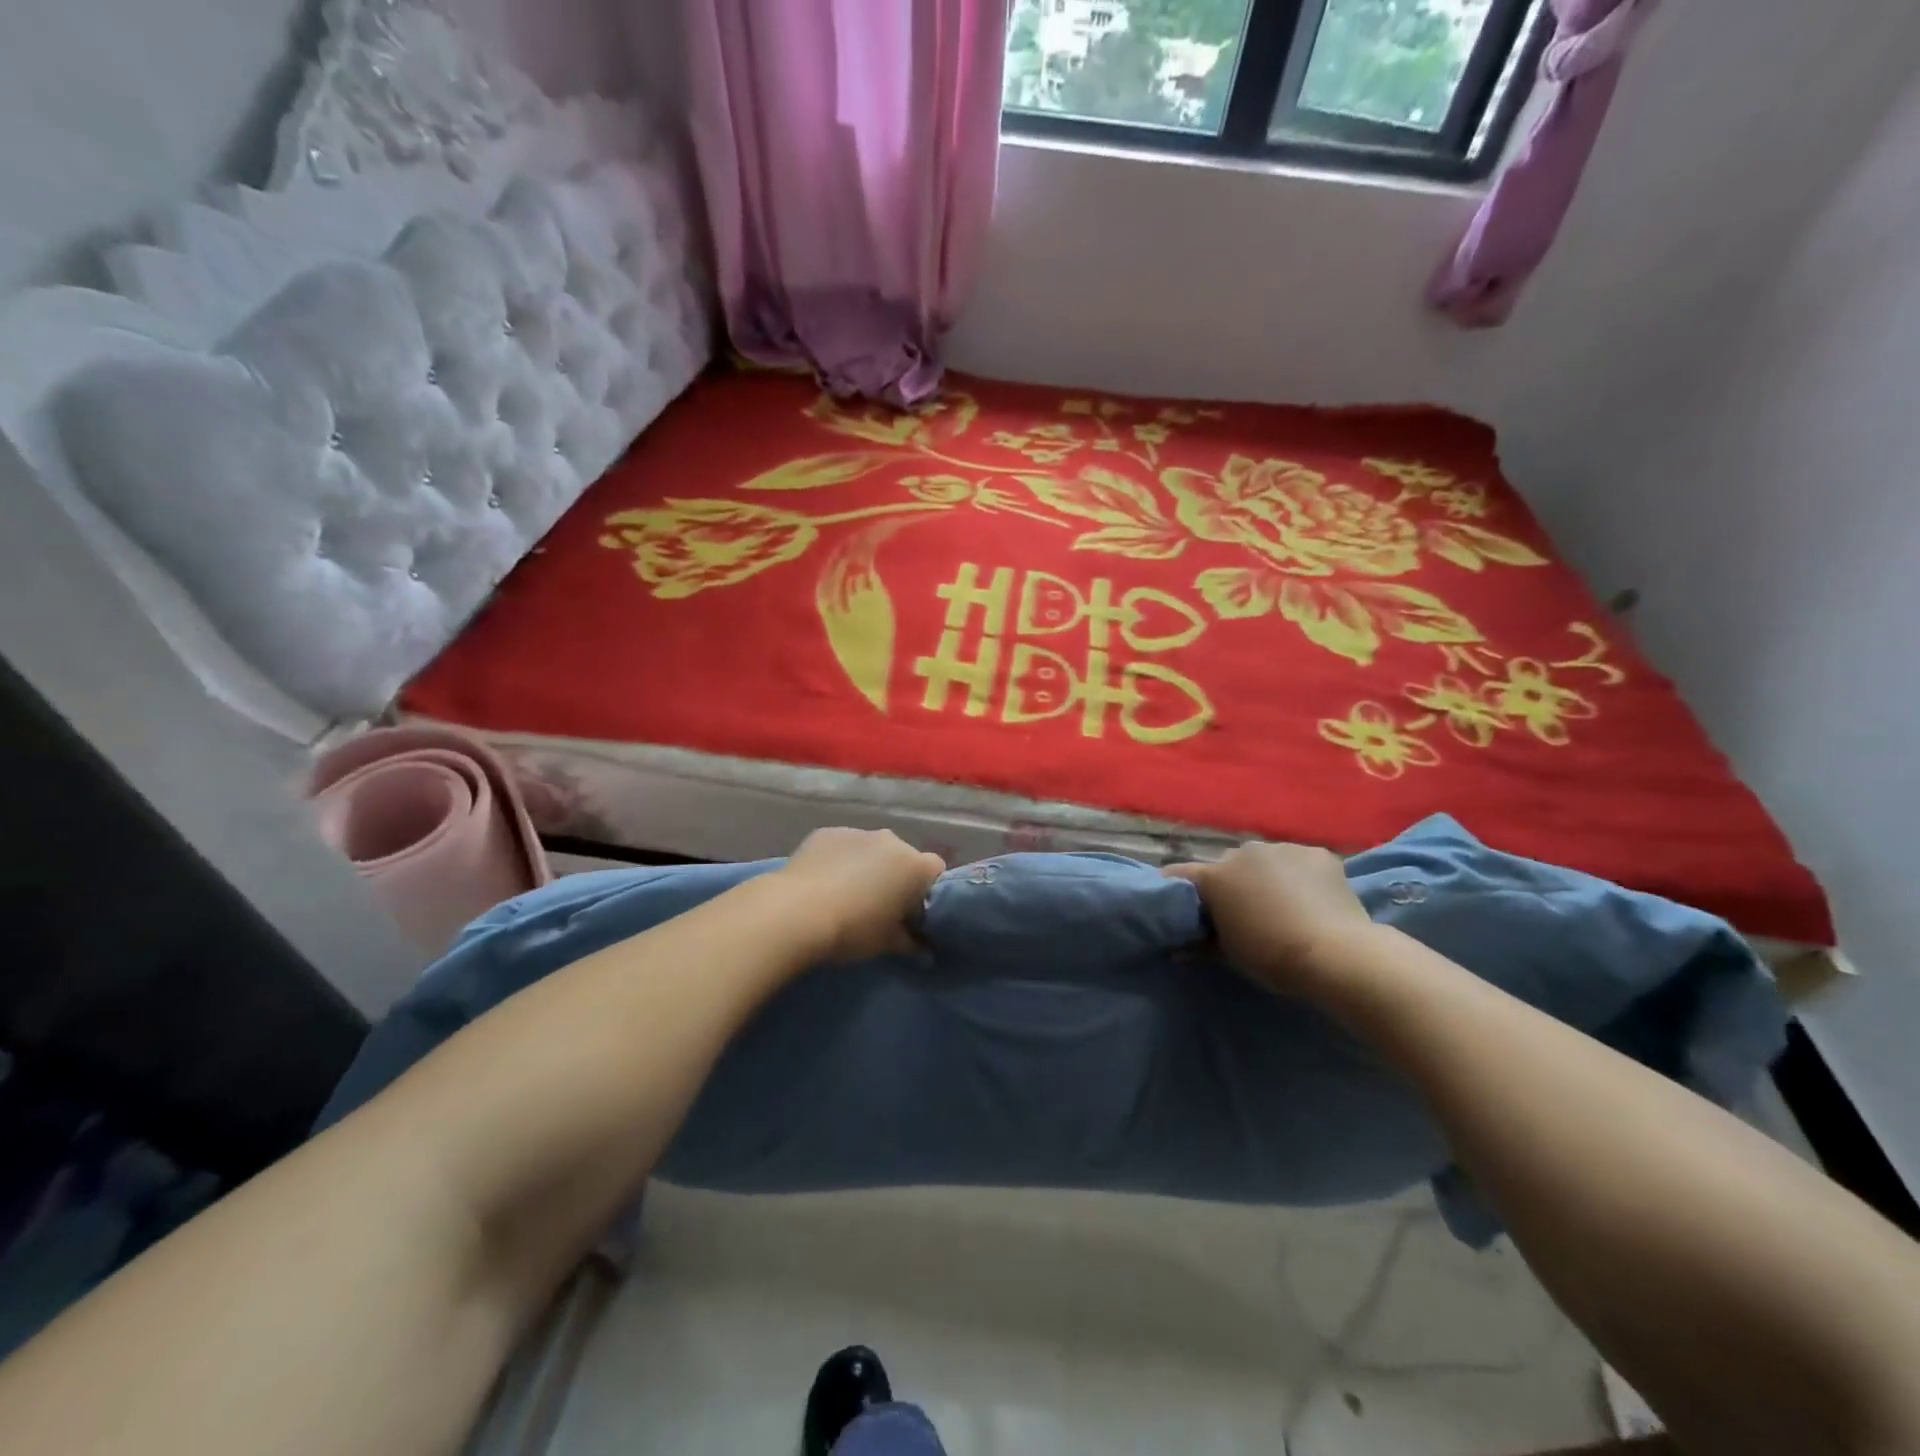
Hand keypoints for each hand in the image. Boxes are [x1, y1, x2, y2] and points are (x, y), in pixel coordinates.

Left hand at [775, 828, 946, 960]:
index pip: (935, 871)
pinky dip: (839, 859)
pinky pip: (843, 846)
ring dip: (867, 866)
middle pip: (903, 857)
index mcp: (915, 866)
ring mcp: (858, 833)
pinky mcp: (827, 832)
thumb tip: (925, 950)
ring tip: (846, 894)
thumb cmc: (853, 929)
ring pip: (872, 849)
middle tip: (878, 906)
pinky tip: (823, 882)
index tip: (910, 913)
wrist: (796, 912)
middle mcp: (892, 841)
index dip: (925, 891)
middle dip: (895, 877)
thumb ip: (911, 943)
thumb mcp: (886, 943)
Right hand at [1164, 842, 1374, 995]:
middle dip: (1232, 883)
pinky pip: (1300, 862)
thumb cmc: (1272, 957)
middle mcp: (1243, 852)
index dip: (1179, 888)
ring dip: (1267, 876)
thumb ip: (1201, 944)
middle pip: (1228, 865)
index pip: (1180, 874)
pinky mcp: (1317, 853)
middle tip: (1244, 911)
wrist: (1336, 954)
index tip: (1183, 904)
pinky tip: (1314, 899)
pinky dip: (1301, 876)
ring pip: (1266, 860)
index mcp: (1215, 876)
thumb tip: (1177, 948)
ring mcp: (1282, 848)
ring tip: (1285, 904)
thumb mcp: (1230, 954)